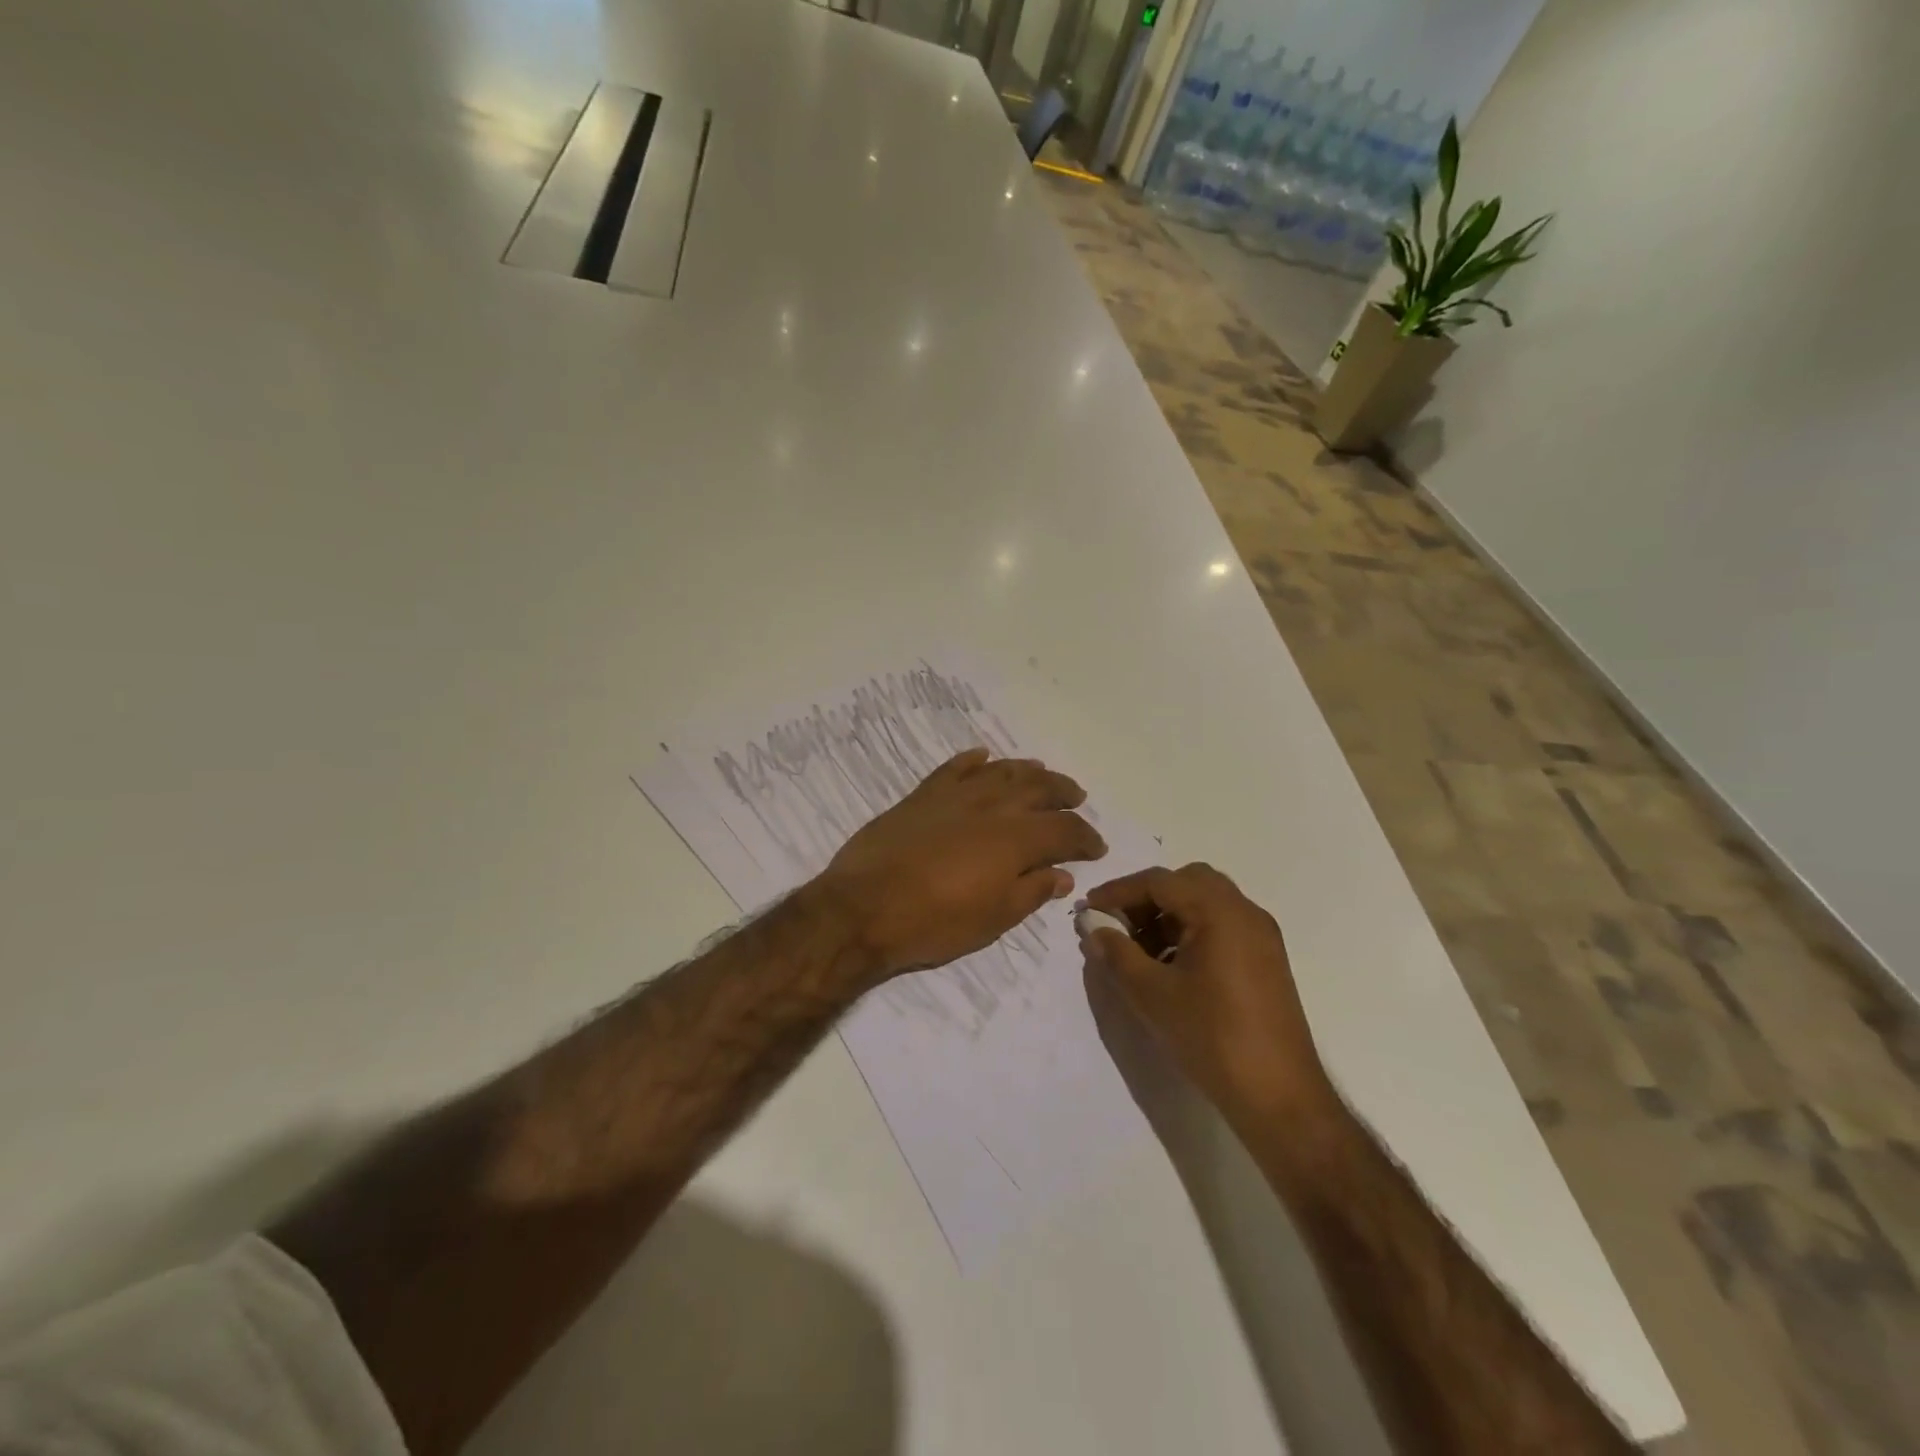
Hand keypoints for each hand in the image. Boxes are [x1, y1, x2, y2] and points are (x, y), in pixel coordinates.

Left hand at [816, 748, 1106, 980]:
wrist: (864, 908)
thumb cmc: (935, 922)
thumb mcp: (994, 919)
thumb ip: (1032, 891)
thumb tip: (1062, 875)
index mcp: (1016, 839)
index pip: (1065, 829)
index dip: (1085, 837)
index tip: (1096, 847)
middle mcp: (992, 806)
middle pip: (1038, 788)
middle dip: (1063, 792)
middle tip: (1076, 798)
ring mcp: (955, 795)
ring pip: (1000, 771)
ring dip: (1026, 770)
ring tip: (1041, 773)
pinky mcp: (922, 794)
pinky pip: (954, 767)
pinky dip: (973, 760)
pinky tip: (983, 758)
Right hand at [1083, 864, 1334, 1126]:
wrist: (1279, 1097)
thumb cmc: (1211, 1037)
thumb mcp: (1152, 994)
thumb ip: (1117, 954)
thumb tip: (1093, 929)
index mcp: (1220, 912)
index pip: (1160, 881)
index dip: (1119, 891)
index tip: (1089, 910)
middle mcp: (1245, 912)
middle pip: (1187, 882)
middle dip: (1147, 898)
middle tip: (1118, 925)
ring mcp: (1261, 936)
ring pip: (1205, 903)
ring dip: (1168, 915)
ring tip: (1138, 950)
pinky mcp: (1266, 960)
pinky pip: (1221, 926)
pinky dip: (1190, 931)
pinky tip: (1169, 967)